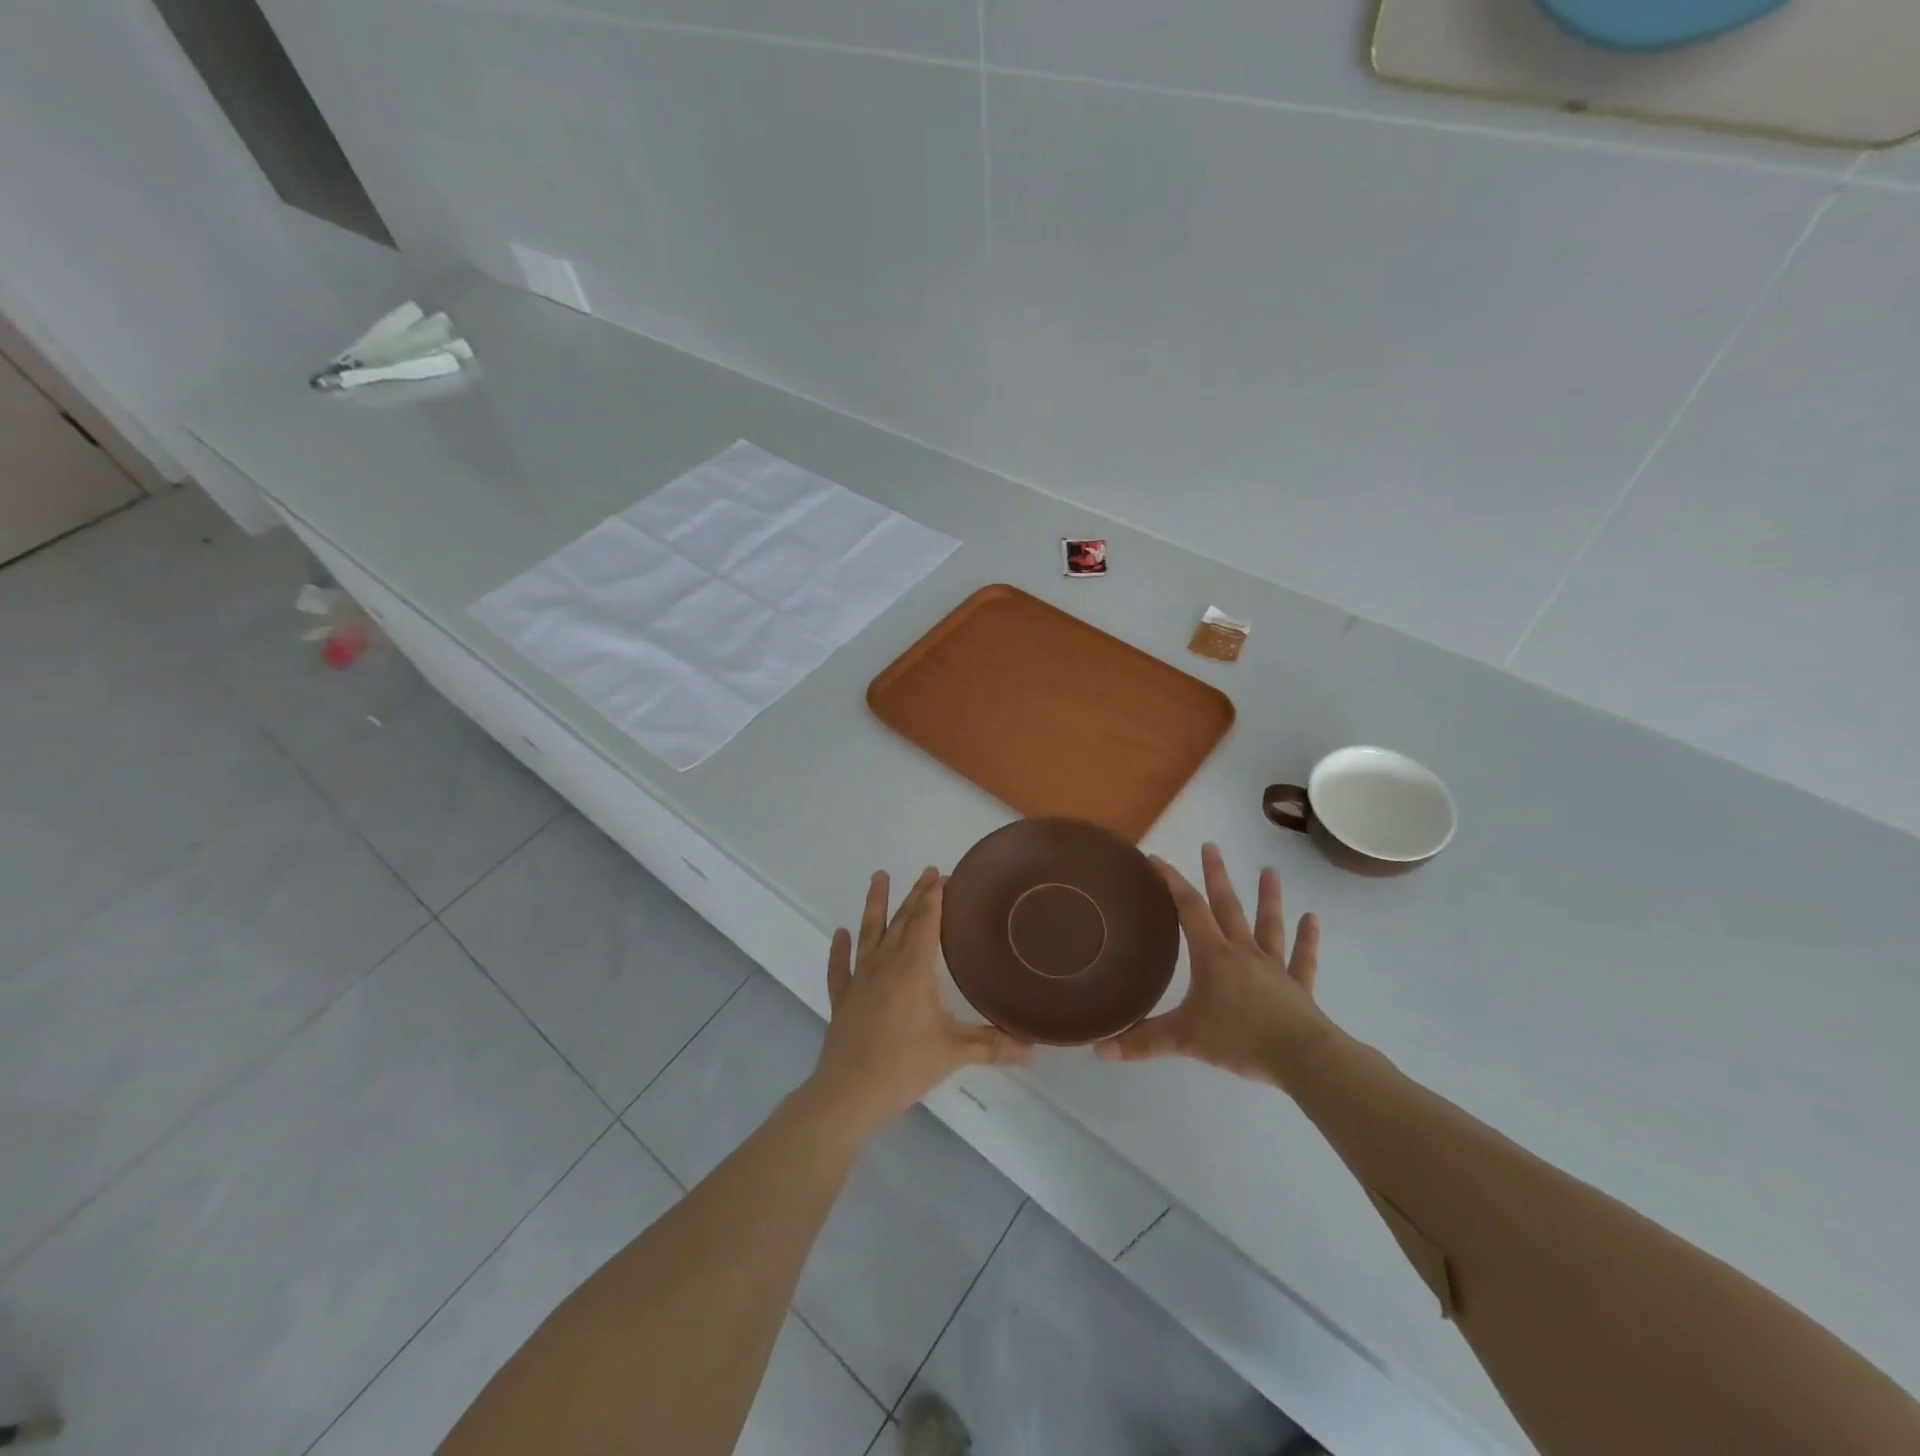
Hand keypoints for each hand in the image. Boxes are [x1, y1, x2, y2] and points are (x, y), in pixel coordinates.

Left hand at [806, 867, 1031, 1135]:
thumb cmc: (904, 1065)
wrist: (848, 1093)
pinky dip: (840, 950)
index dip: (935, 896)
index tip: (943, 874)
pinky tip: (840, 935)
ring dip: (875, 904)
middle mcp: (885, 964)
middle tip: (927, 872)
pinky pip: (840, 968)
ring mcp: (860, 980)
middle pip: (901, 920)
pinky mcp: (842, 999)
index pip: (926, 921)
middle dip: (916, 894)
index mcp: (913, 968)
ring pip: (869, 933)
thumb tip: (1034, 1047)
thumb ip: (993, 1045)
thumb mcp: (955, 1053)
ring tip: (878, 876)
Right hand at [1097, 843, 1333, 1087]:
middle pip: (1228, 906)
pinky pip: (1303, 959)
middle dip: (1216, 875)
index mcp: (1213, 956)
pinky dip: (1307, 939)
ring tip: (1270, 870)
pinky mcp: (1299, 988)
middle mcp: (1243, 952)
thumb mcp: (1184, 1039)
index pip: (1188, 909)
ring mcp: (1274, 968)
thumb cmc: (1239, 1039)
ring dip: (1268, 898)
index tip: (1156, 859)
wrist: (1302, 1058)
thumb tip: (1100, 1049)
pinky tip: (1313, 919)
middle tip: (1212, 846)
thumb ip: (1143, 1041)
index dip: (1171, 882)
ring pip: (1269, 924)